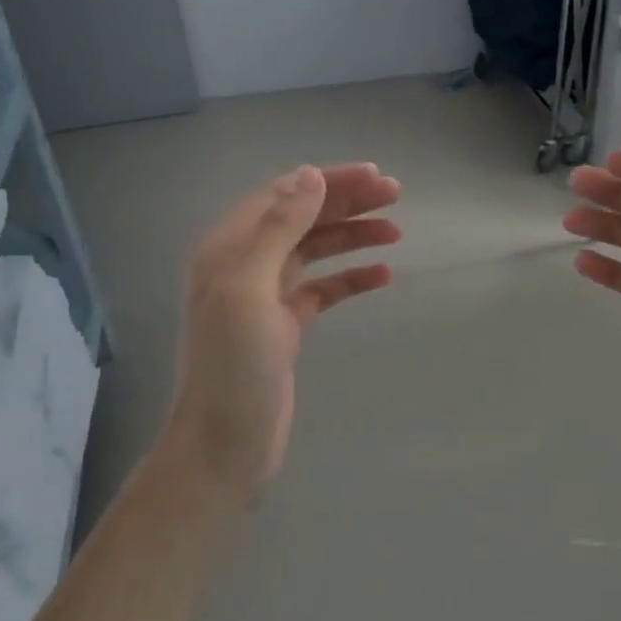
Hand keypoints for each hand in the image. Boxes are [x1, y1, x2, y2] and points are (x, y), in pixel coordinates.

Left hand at [165, 163, 400, 496]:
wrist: (224, 445)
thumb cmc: (234, 367)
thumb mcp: (251, 290)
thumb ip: (277, 230)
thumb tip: (309, 175)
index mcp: (228, 248)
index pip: (283, 196)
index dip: (328, 182)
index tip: (375, 176)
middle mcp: (244, 265)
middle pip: (301, 220)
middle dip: (346, 204)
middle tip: (395, 195)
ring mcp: (265, 298)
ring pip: (314, 252)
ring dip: (352, 237)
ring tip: (396, 232)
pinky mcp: (284, 327)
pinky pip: (322, 291)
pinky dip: (350, 279)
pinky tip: (382, 275)